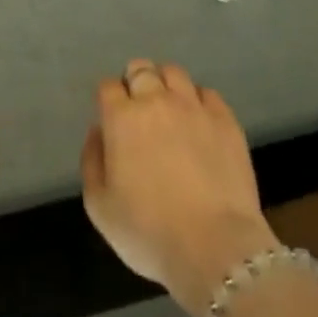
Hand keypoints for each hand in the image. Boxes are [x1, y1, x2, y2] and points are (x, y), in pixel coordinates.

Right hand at [81, 59, 281, 316]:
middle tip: (138, 110)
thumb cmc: (147, 231)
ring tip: (168, 109)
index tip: (111, 118)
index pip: (108, 86)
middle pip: (140, 69)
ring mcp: (194, 108)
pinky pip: (208, 93)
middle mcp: (156, 101)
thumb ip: (91, 160)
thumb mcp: (98, 205)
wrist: (214, 247)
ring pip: (174, 73)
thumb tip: (99, 131)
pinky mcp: (226, 121)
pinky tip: (198, 122)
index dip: (108, 99)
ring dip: (165, 85)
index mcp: (121, 117)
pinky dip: (198, 101)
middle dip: (135, 82)